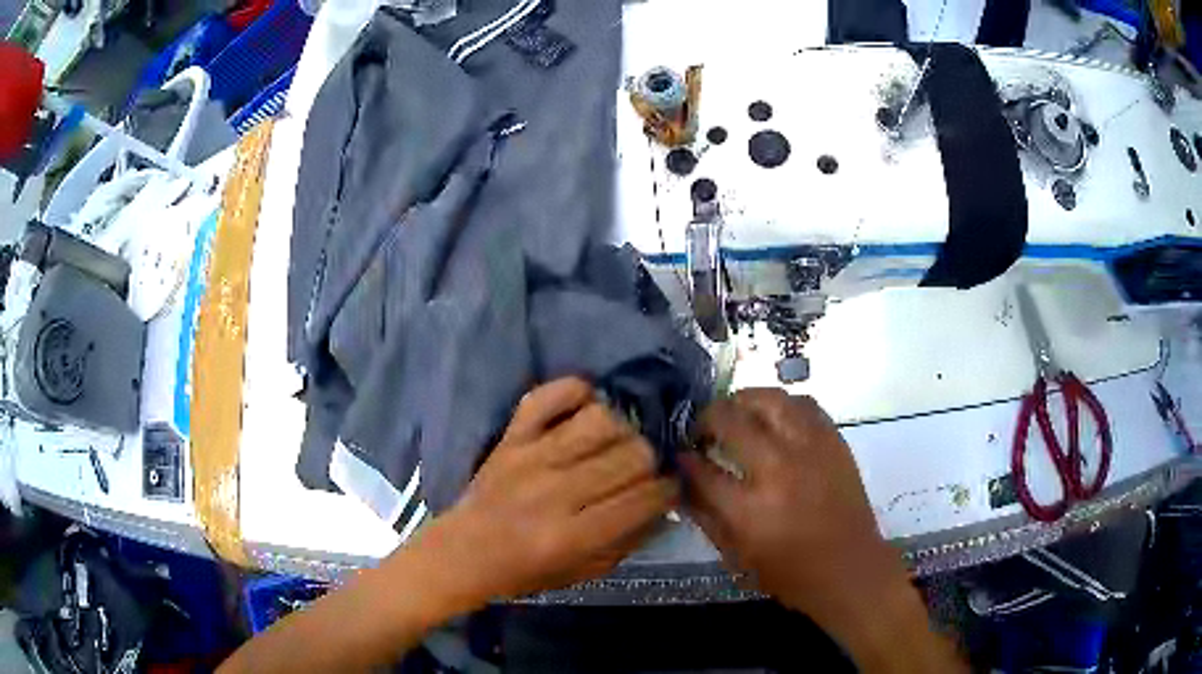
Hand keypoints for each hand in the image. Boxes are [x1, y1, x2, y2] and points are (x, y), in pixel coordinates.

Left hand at [412, 377, 676, 606]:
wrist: (463, 552)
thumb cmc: (526, 571)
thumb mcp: (583, 572)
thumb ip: (628, 541)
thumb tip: (663, 505)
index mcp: (573, 535)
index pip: (644, 498)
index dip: (669, 490)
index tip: (669, 488)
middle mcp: (556, 491)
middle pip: (632, 455)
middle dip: (651, 462)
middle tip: (645, 471)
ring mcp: (531, 456)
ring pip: (601, 421)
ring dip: (622, 429)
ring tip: (618, 443)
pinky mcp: (512, 436)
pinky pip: (548, 395)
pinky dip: (574, 391)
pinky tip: (587, 407)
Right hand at [681, 390, 938, 658]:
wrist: (849, 568)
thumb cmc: (790, 573)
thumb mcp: (737, 557)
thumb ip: (706, 517)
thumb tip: (684, 484)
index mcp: (748, 509)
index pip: (702, 469)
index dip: (685, 459)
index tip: (680, 455)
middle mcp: (777, 469)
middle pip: (730, 421)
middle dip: (705, 420)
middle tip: (702, 431)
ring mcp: (810, 449)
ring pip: (769, 400)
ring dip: (743, 402)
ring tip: (736, 413)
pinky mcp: (833, 441)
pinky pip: (804, 404)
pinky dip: (781, 405)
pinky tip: (774, 418)